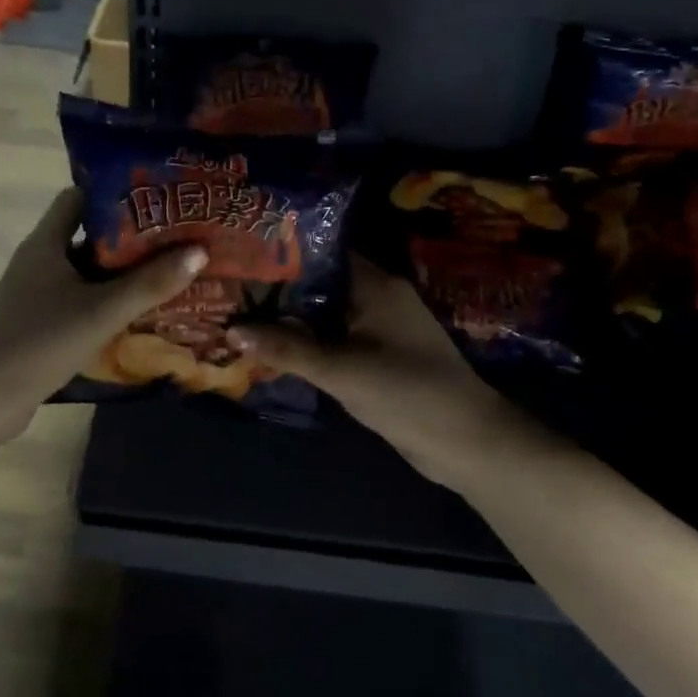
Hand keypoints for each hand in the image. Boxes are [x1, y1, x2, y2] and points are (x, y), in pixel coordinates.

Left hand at [0, 188, 205, 438]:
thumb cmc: (42, 343)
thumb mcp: (101, 311)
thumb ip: (150, 283)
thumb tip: (199, 251)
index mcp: (45, 242)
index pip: (80, 198)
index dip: (117, 194)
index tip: (158, 199)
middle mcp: (39, 259)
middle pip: (88, 234)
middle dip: (131, 236)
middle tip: (176, 237)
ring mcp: (37, 291)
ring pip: (87, 269)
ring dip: (122, 270)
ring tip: (168, 269)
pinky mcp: (40, 319)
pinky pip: (81, 296)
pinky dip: (107, 297)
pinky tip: (139, 309)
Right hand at [229, 258, 530, 489]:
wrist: (466, 442)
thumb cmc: (406, 393)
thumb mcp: (341, 371)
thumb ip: (287, 350)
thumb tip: (232, 330)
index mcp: (376, 284)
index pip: (321, 253)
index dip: (281, 254)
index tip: (241, 257)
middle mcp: (379, 297)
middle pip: (320, 283)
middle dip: (279, 290)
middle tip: (231, 290)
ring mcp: (381, 328)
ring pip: (326, 314)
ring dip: (292, 319)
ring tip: (241, 315)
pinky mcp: (381, 356)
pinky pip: (336, 338)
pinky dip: (309, 342)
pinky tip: (275, 348)